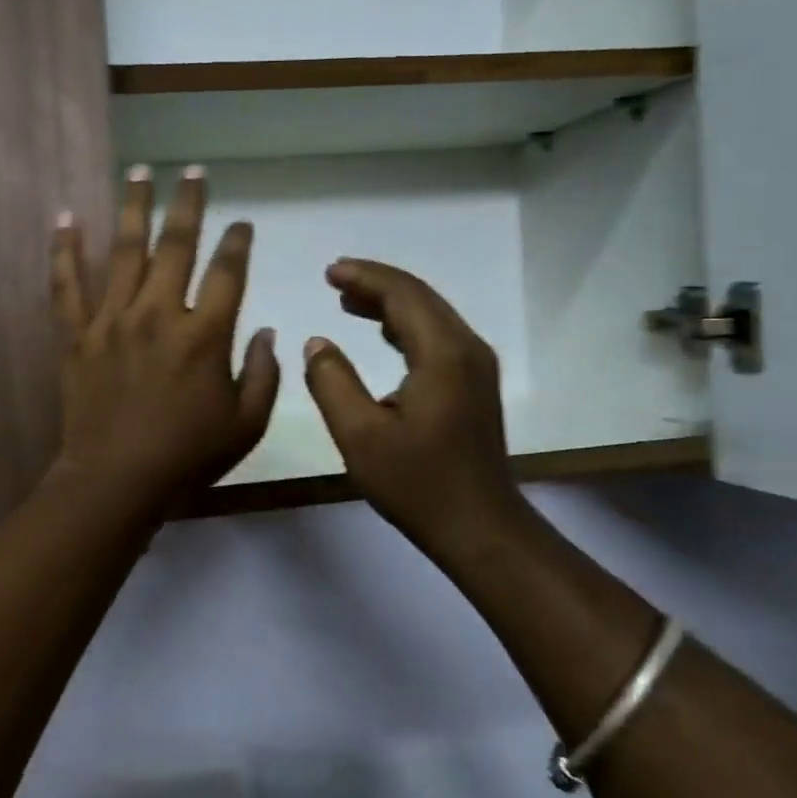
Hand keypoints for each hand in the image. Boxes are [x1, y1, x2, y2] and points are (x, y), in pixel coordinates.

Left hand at [50, 166, 279, 508]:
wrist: (116, 480)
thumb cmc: (187, 456)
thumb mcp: (246, 424)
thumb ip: (264, 374)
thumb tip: (269, 332)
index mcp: (204, 334)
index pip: (227, 272)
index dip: (237, 243)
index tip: (242, 223)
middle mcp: (159, 313)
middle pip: (177, 245)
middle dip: (188, 203)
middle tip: (192, 171)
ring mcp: (113, 319)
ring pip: (124, 250)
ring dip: (133, 207)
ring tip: (138, 171)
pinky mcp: (78, 334)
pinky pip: (68, 284)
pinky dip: (64, 250)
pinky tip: (66, 217)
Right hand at [304, 260, 530, 565]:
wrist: (479, 527)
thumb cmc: (417, 483)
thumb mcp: (359, 435)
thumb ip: (332, 382)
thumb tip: (317, 344)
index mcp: (442, 354)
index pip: (402, 295)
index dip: (364, 277)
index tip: (329, 271)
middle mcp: (467, 349)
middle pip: (420, 297)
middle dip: (376, 283)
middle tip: (334, 278)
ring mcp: (476, 367)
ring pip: (431, 316)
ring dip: (391, 304)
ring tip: (348, 301)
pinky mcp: (475, 385)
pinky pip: (438, 337)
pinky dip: (406, 326)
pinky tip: (383, 334)